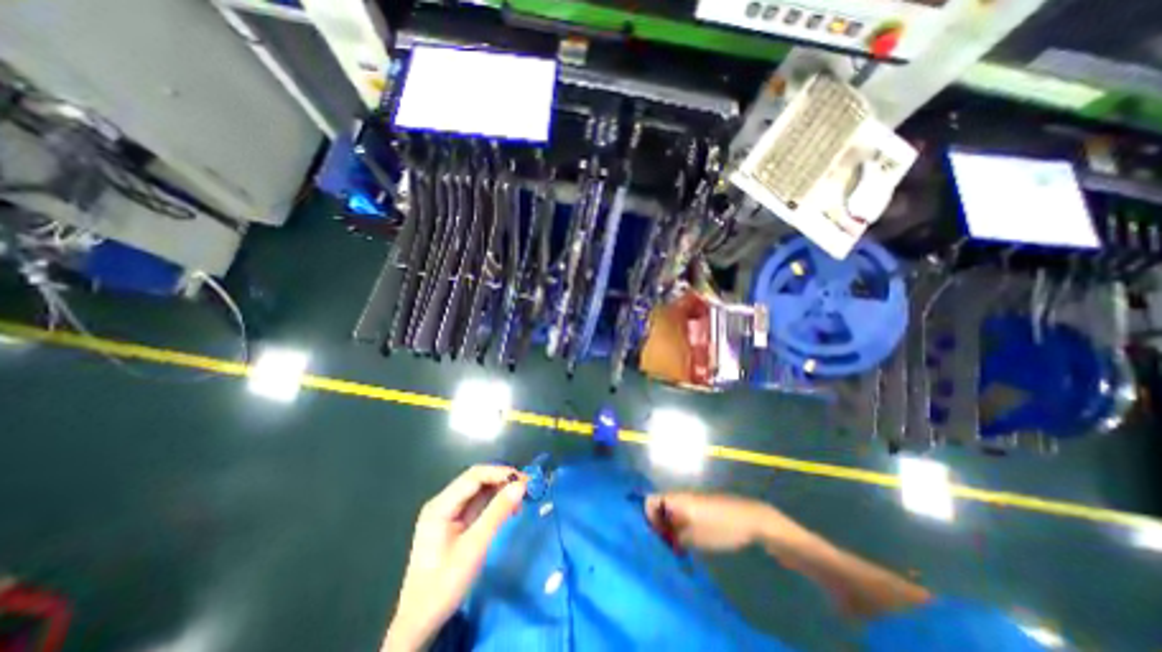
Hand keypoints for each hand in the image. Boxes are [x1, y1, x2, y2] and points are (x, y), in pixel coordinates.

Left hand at [386, 465, 526, 649]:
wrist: (420, 623)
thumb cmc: (445, 584)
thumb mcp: (474, 547)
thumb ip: (497, 513)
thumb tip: (521, 485)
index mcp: (440, 505)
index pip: (474, 476)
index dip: (500, 473)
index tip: (524, 479)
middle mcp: (443, 503)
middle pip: (476, 480)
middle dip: (502, 481)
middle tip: (527, 487)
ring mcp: (448, 513)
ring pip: (479, 491)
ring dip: (501, 491)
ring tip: (522, 498)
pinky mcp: (455, 523)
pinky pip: (478, 504)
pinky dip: (495, 503)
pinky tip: (509, 509)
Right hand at [644, 492, 810, 551]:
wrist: (751, 519)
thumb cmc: (721, 527)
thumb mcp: (695, 537)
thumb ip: (673, 536)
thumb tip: (658, 537)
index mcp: (676, 499)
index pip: (649, 501)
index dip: (647, 517)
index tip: (653, 537)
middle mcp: (680, 496)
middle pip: (659, 506)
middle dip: (657, 524)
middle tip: (662, 546)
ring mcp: (691, 501)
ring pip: (670, 511)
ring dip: (669, 527)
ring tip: (673, 548)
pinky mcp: (700, 507)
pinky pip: (681, 514)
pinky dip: (679, 526)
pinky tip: (687, 543)